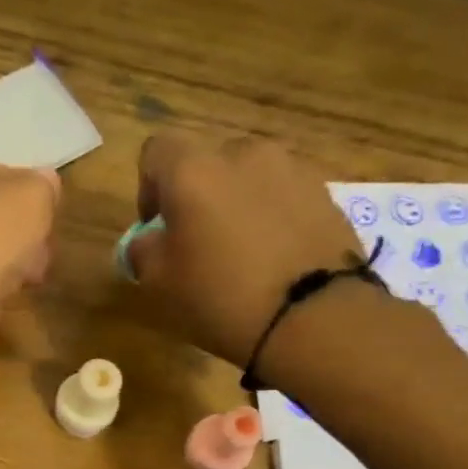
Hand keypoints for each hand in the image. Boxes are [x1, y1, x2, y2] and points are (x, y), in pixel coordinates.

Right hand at [127, 133, 364, 369]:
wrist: (313, 317)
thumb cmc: (220, 297)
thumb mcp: (159, 283)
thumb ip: (143, 250)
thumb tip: (150, 239)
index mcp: (193, 170)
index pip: (156, 151)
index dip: (148, 186)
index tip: (155, 226)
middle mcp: (242, 154)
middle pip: (207, 162)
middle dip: (197, 194)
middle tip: (198, 242)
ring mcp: (290, 168)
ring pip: (249, 177)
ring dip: (237, 203)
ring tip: (242, 250)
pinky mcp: (324, 192)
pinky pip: (283, 195)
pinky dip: (272, 216)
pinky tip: (274, 257)